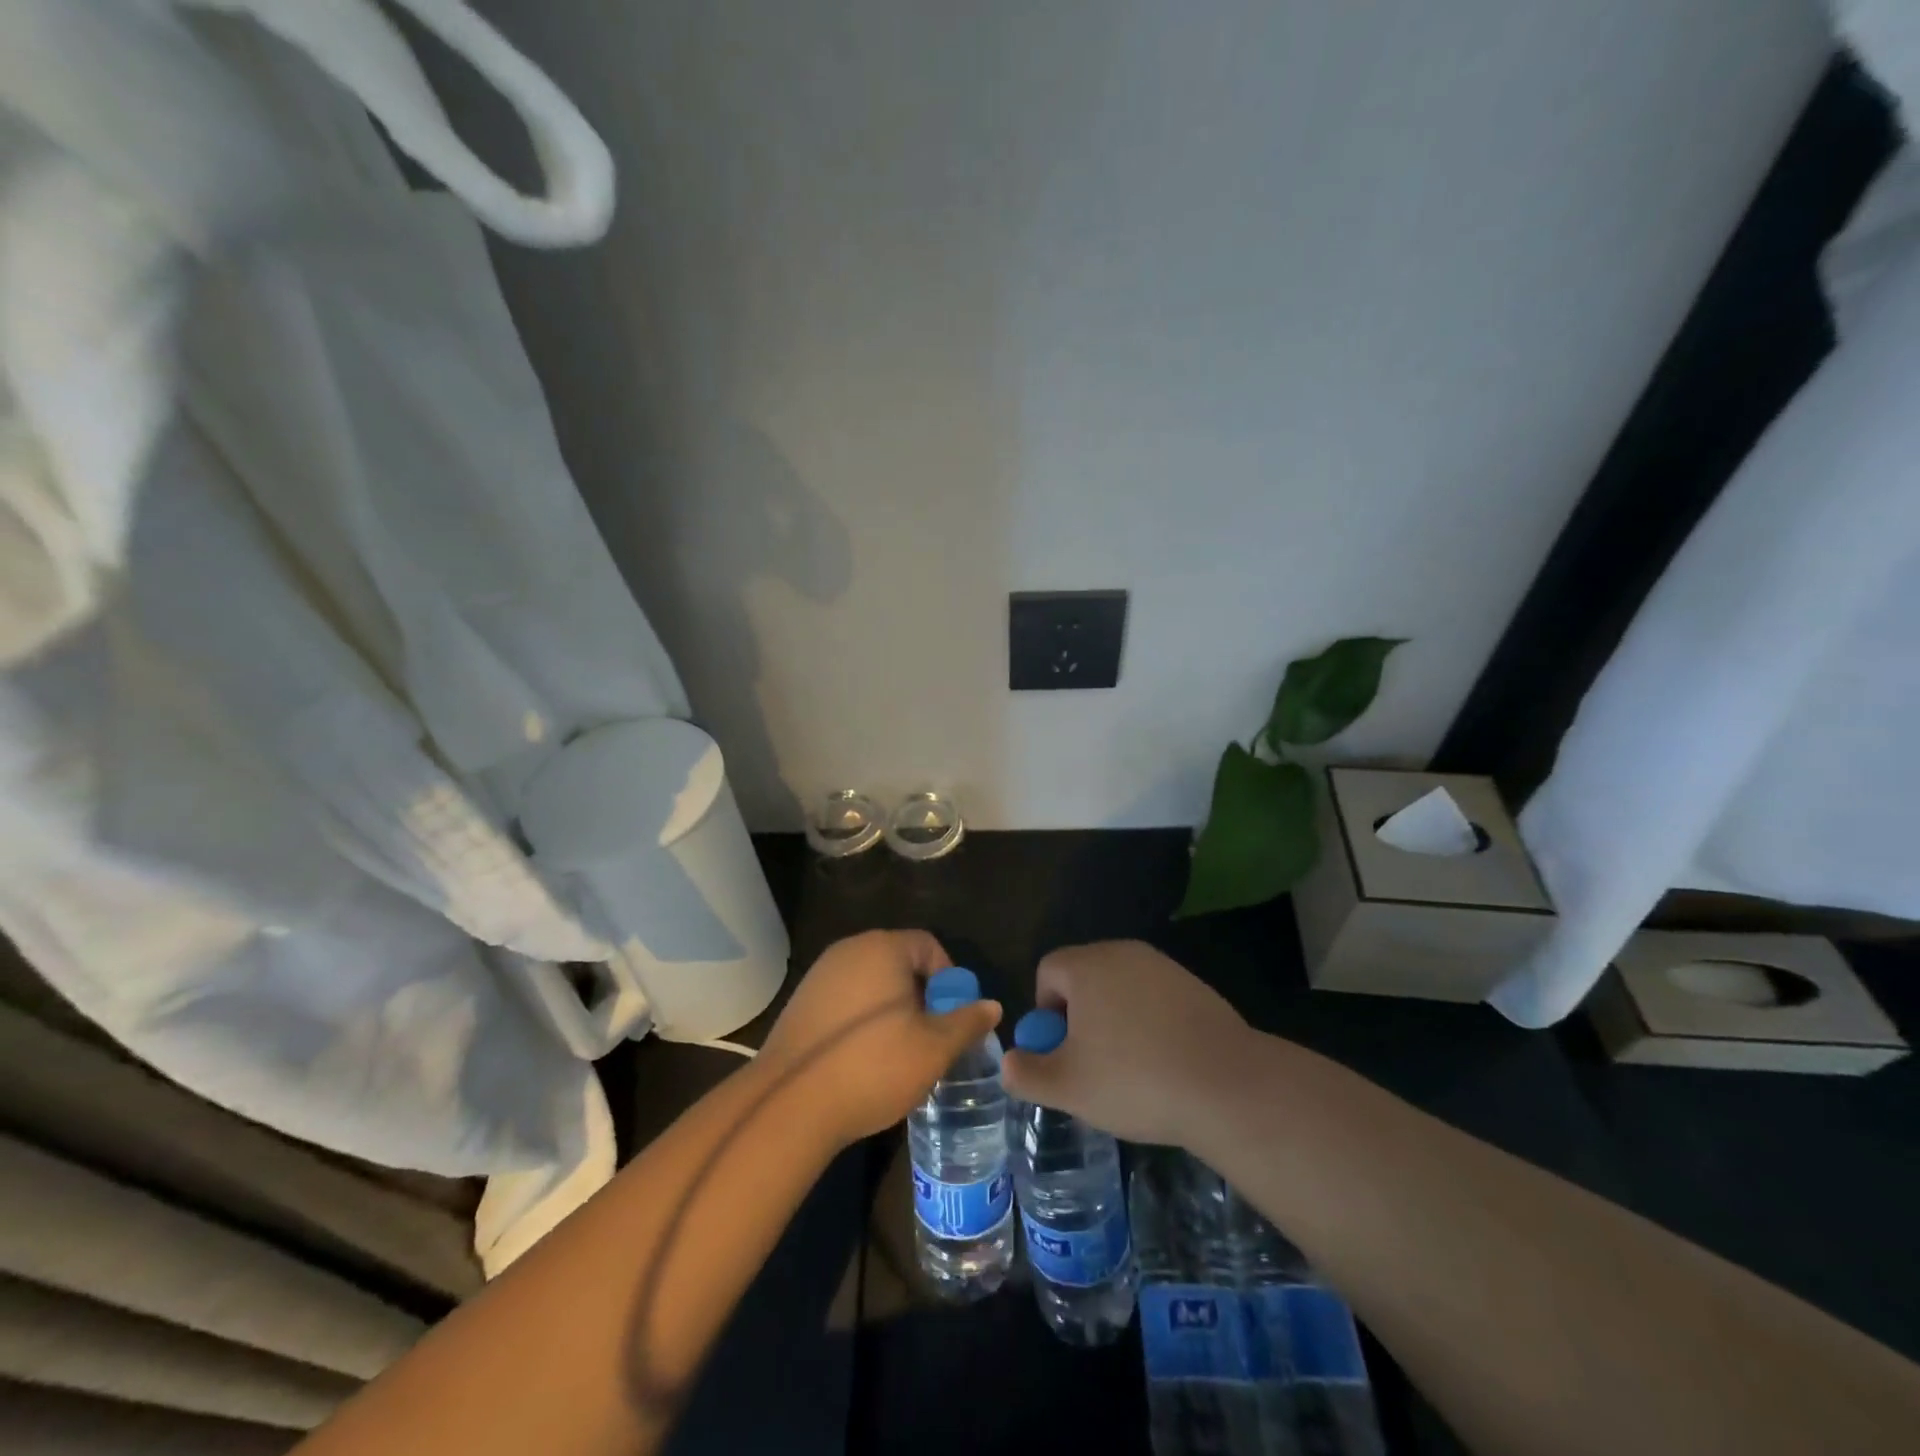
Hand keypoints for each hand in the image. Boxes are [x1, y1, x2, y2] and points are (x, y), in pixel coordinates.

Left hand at [756, 930, 1002, 1150]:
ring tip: (899, 1054)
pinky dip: (862, 1022)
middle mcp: (848, 950)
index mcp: (882, 947)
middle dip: (921, 997)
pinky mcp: (800, 1004)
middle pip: (899, 963)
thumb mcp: (933, 1048)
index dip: (948, 979)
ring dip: (892, 1011)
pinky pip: (845, 1001)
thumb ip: (966, 1022)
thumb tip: (992, 1006)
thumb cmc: (873, 1065)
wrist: (789, 1104)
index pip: (928, 945)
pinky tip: (863, 1060)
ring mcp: (819, 976)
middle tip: (930, 1038)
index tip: (952, 1018)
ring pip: (872, 984)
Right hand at [1000, 940, 1253, 1145]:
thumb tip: (1008, 1062)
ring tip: (1129, 1068)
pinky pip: (1154, 999)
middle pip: (1084, 976)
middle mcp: (1123, 953)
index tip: (1061, 1051)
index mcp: (1087, 966)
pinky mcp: (1195, 986)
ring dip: (1114, 1020)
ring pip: (1121, 988)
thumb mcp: (1067, 1087)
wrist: (1226, 1085)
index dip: (1045, 1012)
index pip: (1048, 971)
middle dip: (1079, 1016)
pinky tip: (1164, 1063)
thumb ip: (1026, 1072)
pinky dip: (1149, 1023)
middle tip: (1090, 1063)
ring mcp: (1163, 967)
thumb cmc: (1134, 1080)